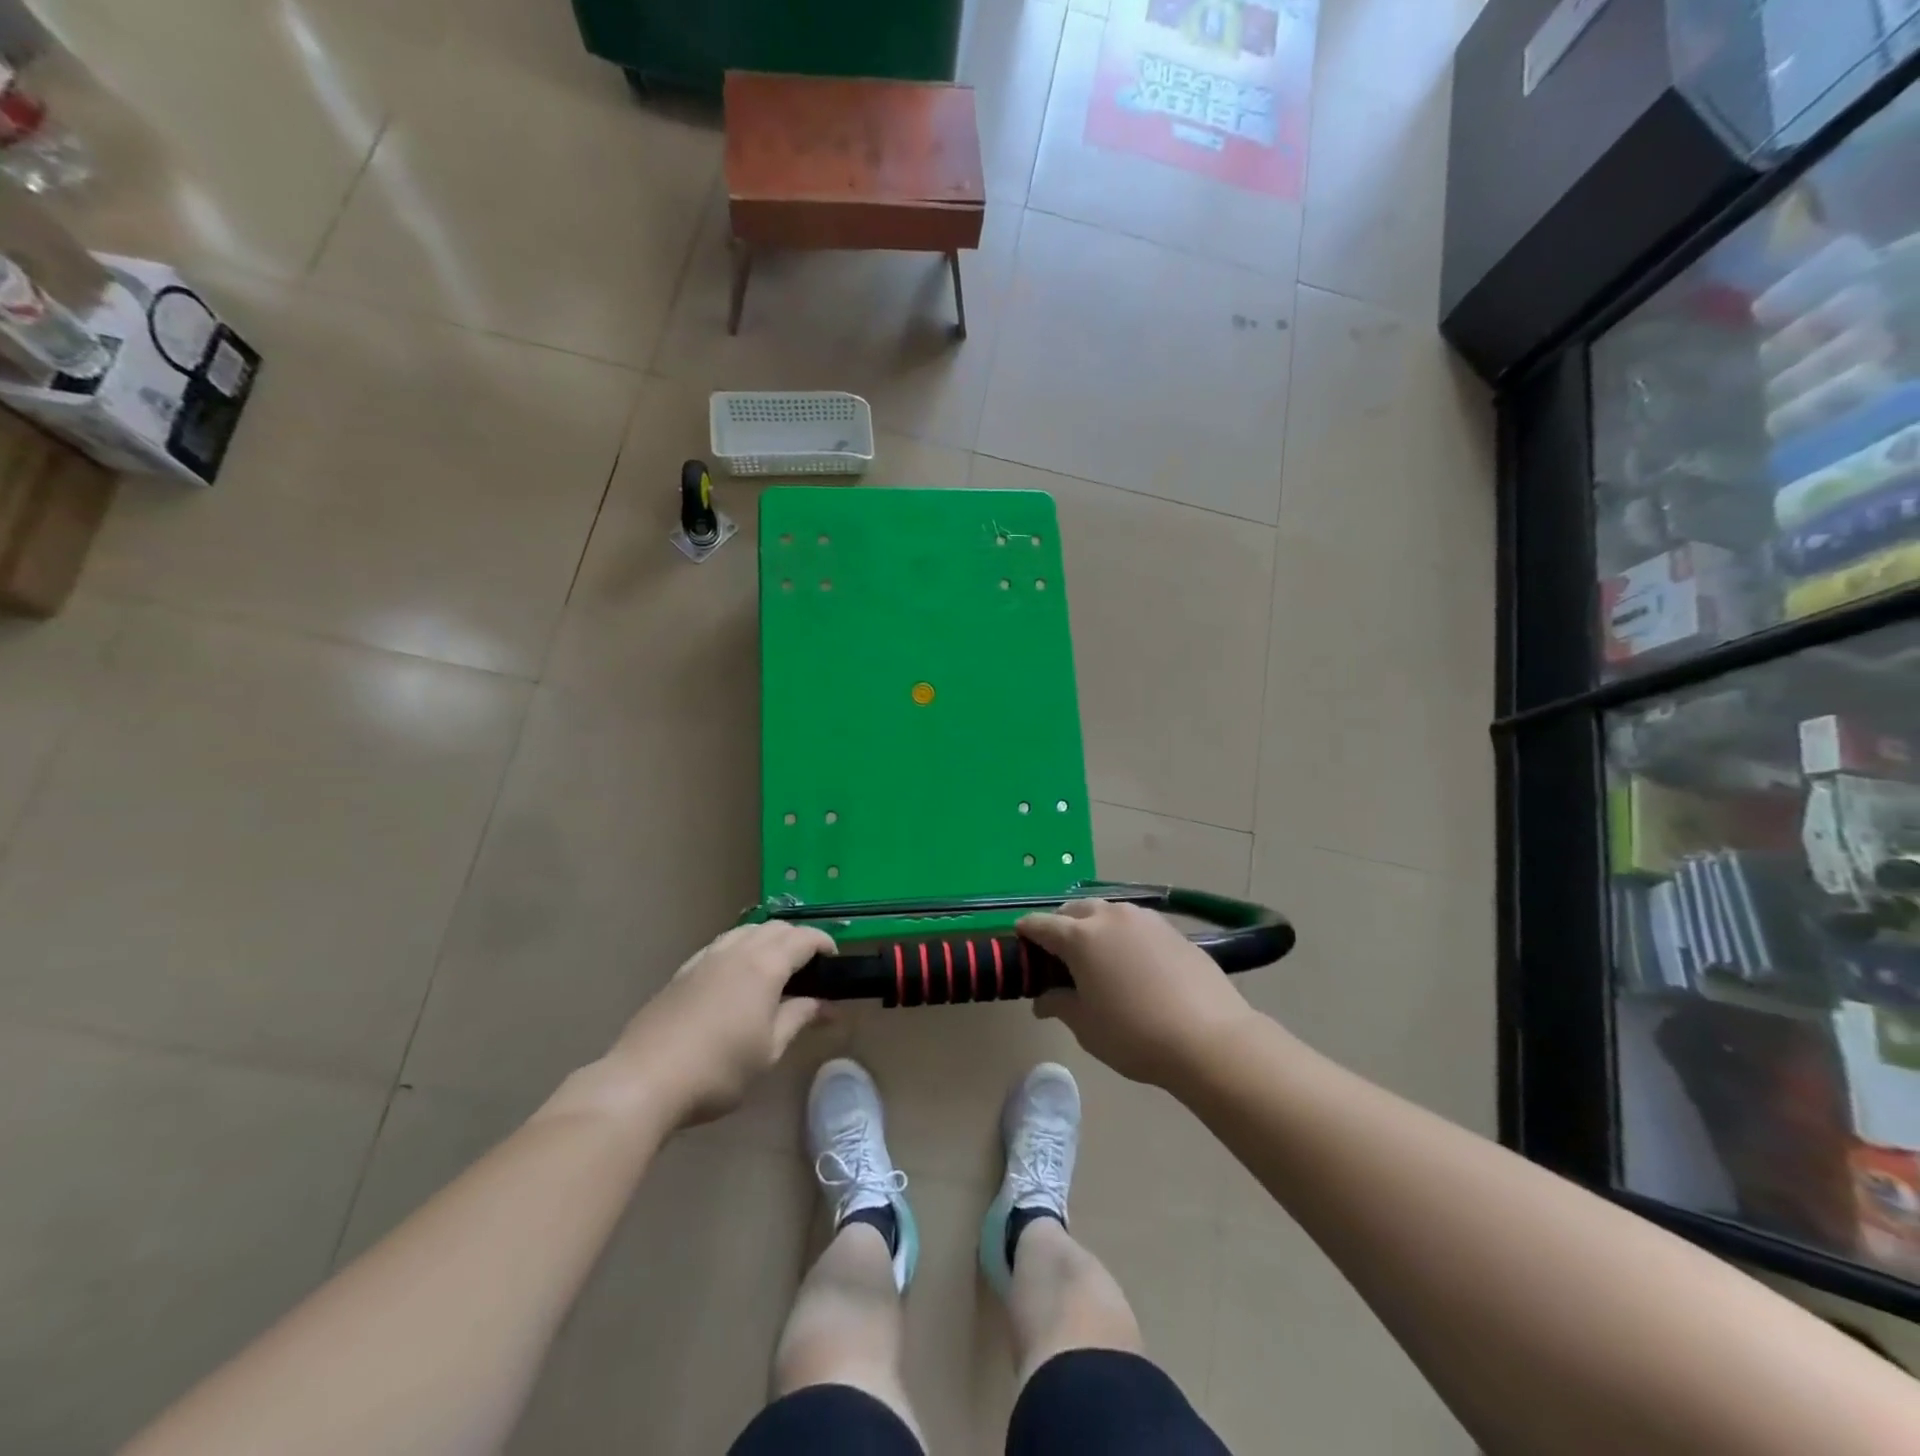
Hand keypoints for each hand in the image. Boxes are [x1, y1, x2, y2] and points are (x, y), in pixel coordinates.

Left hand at [604, 922, 834, 1124]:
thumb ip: (799, 1018)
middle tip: (809, 968)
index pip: (803, 938)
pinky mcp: (683, 971)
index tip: (834, 961)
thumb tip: (826, 1005)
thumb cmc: (718, 1069)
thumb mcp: (769, 1050)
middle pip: (775, 927)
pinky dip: (741, 949)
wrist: (644, 1080)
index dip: (824, 943)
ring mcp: (706, 958)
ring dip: (768, 940)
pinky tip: (737, 979)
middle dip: (797, 939)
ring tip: (775, 969)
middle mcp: (737, 950)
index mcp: (764, 965)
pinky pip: (722, 945)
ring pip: (746, 931)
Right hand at [1019, 900, 1253, 1090]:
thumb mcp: (1087, 1027)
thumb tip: (1044, 1001)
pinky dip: (1124, 936)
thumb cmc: (1134, 1034)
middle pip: (1075, 910)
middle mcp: (1110, 917)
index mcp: (1080, 937)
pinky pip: (1136, 925)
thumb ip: (1060, 1005)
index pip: (1042, 925)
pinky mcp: (1173, 930)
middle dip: (1061, 925)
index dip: (1027, 932)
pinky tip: (1133, 962)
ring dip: (1094, 926)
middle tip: (1059, 953)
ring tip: (1097, 955)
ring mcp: (1145, 920)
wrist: (1209, 1038)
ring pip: (1108, 913)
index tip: (1020, 940)